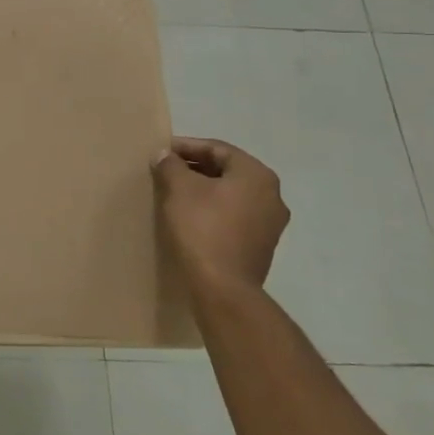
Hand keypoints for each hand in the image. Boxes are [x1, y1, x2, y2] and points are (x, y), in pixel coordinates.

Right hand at [153, 136, 289, 302]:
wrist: (223, 288)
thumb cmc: (202, 228)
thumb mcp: (179, 189)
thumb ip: (171, 165)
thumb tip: (165, 155)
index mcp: (257, 175)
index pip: (218, 149)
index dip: (186, 146)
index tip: (162, 152)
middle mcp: (272, 195)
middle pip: (227, 170)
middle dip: (195, 167)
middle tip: (166, 170)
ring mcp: (270, 223)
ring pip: (231, 194)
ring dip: (204, 190)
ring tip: (175, 192)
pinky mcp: (261, 246)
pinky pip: (234, 216)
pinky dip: (213, 210)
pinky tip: (190, 216)